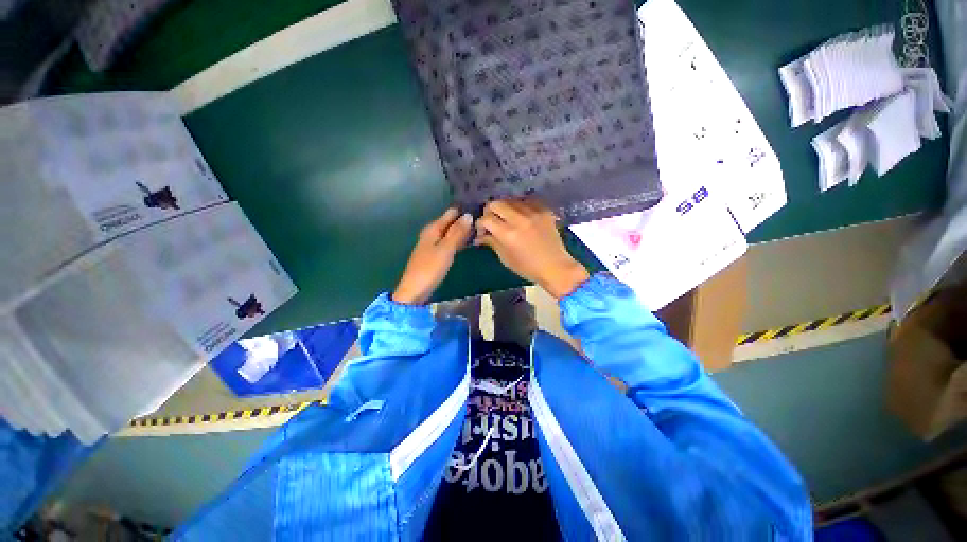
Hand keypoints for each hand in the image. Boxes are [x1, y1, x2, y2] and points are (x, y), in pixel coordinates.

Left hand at [393, 208, 473, 304]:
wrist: (414, 290)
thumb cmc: (430, 268)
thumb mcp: (446, 249)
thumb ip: (457, 232)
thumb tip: (469, 215)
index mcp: (433, 228)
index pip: (451, 213)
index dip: (465, 212)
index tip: (482, 213)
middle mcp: (432, 233)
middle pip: (451, 222)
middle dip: (466, 222)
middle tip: (485, 225)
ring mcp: (433, 244)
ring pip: (451, 233)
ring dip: (463, 233)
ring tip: (481, 232)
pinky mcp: (435, 254)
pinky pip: (449, 243)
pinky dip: (458, 242)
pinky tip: (468, 244)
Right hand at [474, 199, 589, 298]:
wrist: (555, 267)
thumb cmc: (527, 268)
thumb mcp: (505, 258)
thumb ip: (491, 242)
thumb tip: (479, 236)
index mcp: (507, 233)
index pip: (486, 219)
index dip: (480, 224)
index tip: (483, 231)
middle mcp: (519, 219)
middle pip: (496, 203)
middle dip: (489, 212)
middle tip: (492, 221)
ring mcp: (533, 212)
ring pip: (510, 200)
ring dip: (505, 208)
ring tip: (507, 219)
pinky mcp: (544, 210)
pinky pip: (526, 201)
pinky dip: (520, 207)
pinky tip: (521, 216)